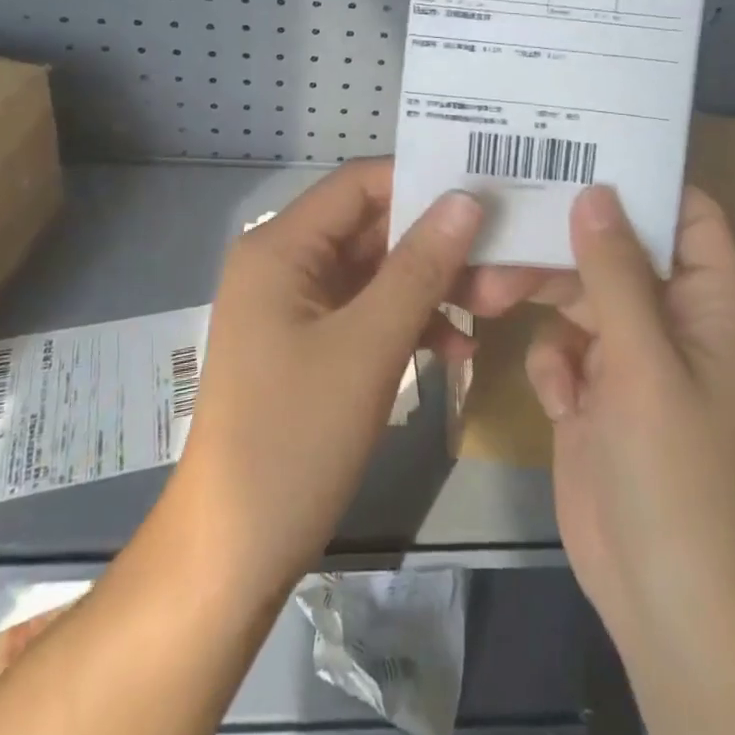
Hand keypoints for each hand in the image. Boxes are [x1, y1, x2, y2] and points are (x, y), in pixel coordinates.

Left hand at [172, 159, 545, 589]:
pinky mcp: (308, 343)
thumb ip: (420, 267)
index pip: (359, 183)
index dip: (420, 180)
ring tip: (490, 307)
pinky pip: (366, 311)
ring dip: (429, 285)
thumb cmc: (294, 438)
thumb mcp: (368, 346)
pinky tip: (455, 350)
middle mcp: (283, 262)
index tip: (484, 192)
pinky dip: (408, 322)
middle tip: (501, 256)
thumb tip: (466, 199)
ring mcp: (295, 305)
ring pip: (375, 271)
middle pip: (370, 227)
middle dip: (435, 242)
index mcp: (280, 246)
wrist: (233, 553)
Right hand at [524, 185, 734, 654]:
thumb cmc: (673, 470)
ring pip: (579, 295)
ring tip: (486, 295)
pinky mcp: (597, 390)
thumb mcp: (645, 361)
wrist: (661, 598)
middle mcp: (674, 320)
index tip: (582, 154)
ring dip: (538, 296)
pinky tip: (557, 398)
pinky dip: (554, 362)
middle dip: (561, 244)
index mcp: (711, 303)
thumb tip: (595, 193)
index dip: (644, 182)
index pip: (689, 215)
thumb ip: (616, 272)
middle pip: (616, 250)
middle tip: (502, 227)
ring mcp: (633, 357)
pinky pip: (565, 345)